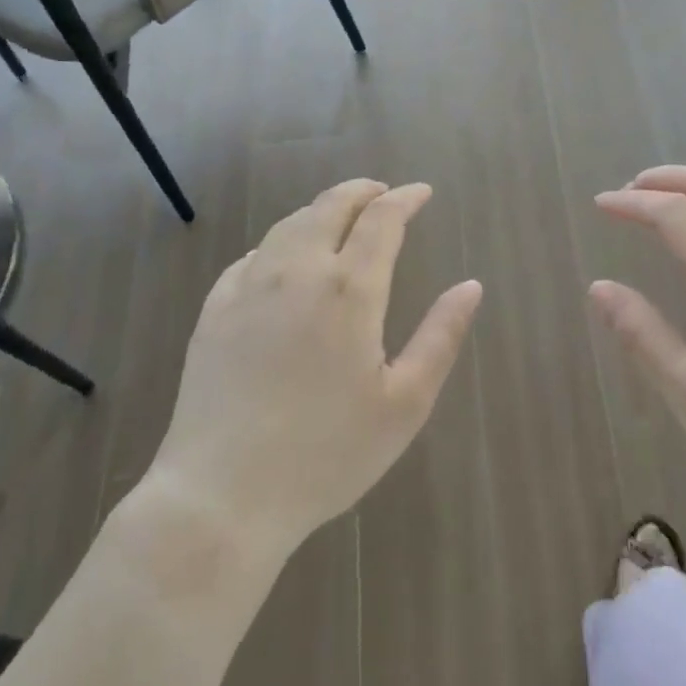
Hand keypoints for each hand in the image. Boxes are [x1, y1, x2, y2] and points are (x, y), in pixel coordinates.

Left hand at [147, 180, 482, 556]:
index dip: (405, 199)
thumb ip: (440, 337)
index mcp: (349, 290)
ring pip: (289, 225)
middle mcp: (297, 272)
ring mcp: (248, 287)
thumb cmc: (326, 455)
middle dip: (362, 191)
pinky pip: (252, 257)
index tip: (422, 193)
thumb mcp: (403, 404)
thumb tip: (471, 286)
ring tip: (340, 218)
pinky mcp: (213, 310)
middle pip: (330, 206)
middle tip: (383, 194)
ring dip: (321, 210)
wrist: (222, 495)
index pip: (381, 220)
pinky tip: (283, 259)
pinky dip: (280, 243)